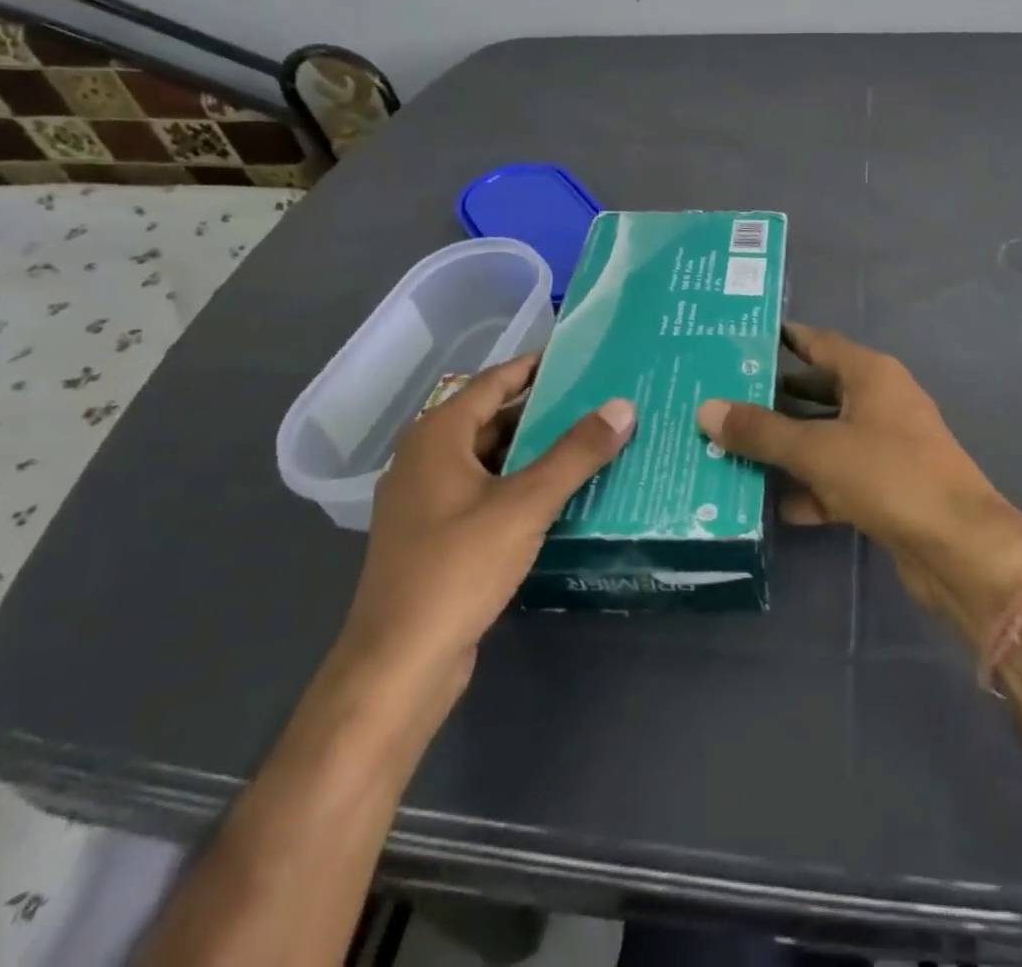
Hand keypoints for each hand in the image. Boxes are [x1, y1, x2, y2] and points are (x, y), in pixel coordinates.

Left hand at [336, 351, 634, 700]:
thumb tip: (623, 406)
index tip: (580, 356)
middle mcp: (426, 460)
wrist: (398, 666)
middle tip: (600, 400)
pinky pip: (487, 492)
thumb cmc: (457, 568)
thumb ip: (576, 453)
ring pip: (492, 459)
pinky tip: (562, 494)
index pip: (494, 381)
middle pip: (494, 418)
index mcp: (437, 437)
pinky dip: (523, 484)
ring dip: (537, 450)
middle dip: (545, 410)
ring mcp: (428, 502)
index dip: (536, 365)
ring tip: (592, 441)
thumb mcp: (525, 504)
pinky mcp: (437, 537)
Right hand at [696, 323, 1021, 645]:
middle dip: (771, 398)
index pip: (817, 343)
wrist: (958, 548)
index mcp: (871, 374)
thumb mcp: (818, 449)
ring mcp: (884, 446)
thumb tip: (706, 409)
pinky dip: (806, 487)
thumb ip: (762, 431)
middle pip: (816, 390)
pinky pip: (835, 477)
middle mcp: (879, 402)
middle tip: (718, 400)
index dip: (780, 339)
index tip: (735, 341)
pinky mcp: (884, 488)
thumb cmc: (889, 475)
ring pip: (823, 437)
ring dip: (784, 446)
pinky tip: (767, 502)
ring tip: (727, 448)